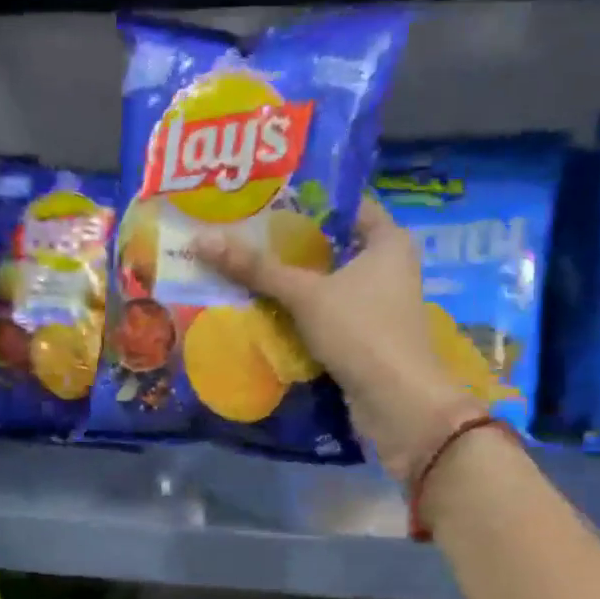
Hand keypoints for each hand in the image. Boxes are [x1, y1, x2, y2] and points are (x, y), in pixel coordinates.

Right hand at [197, 197, 479, 479]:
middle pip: (331, 244)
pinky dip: (299, 310)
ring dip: (290, 279)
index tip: (263, 196)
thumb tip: (201, 240)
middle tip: (241, 230)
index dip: (306, 198)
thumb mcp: (306, 294)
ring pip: (326, 281)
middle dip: (288, 242)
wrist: (398, 403)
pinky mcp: (365, 335)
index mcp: (388, 241)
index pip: (345, 204)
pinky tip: (262, 306)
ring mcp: (378, 303)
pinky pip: (326, 312)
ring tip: (242, 264)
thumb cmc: (362, 331)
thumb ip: (257, 268)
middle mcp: (388, 266)